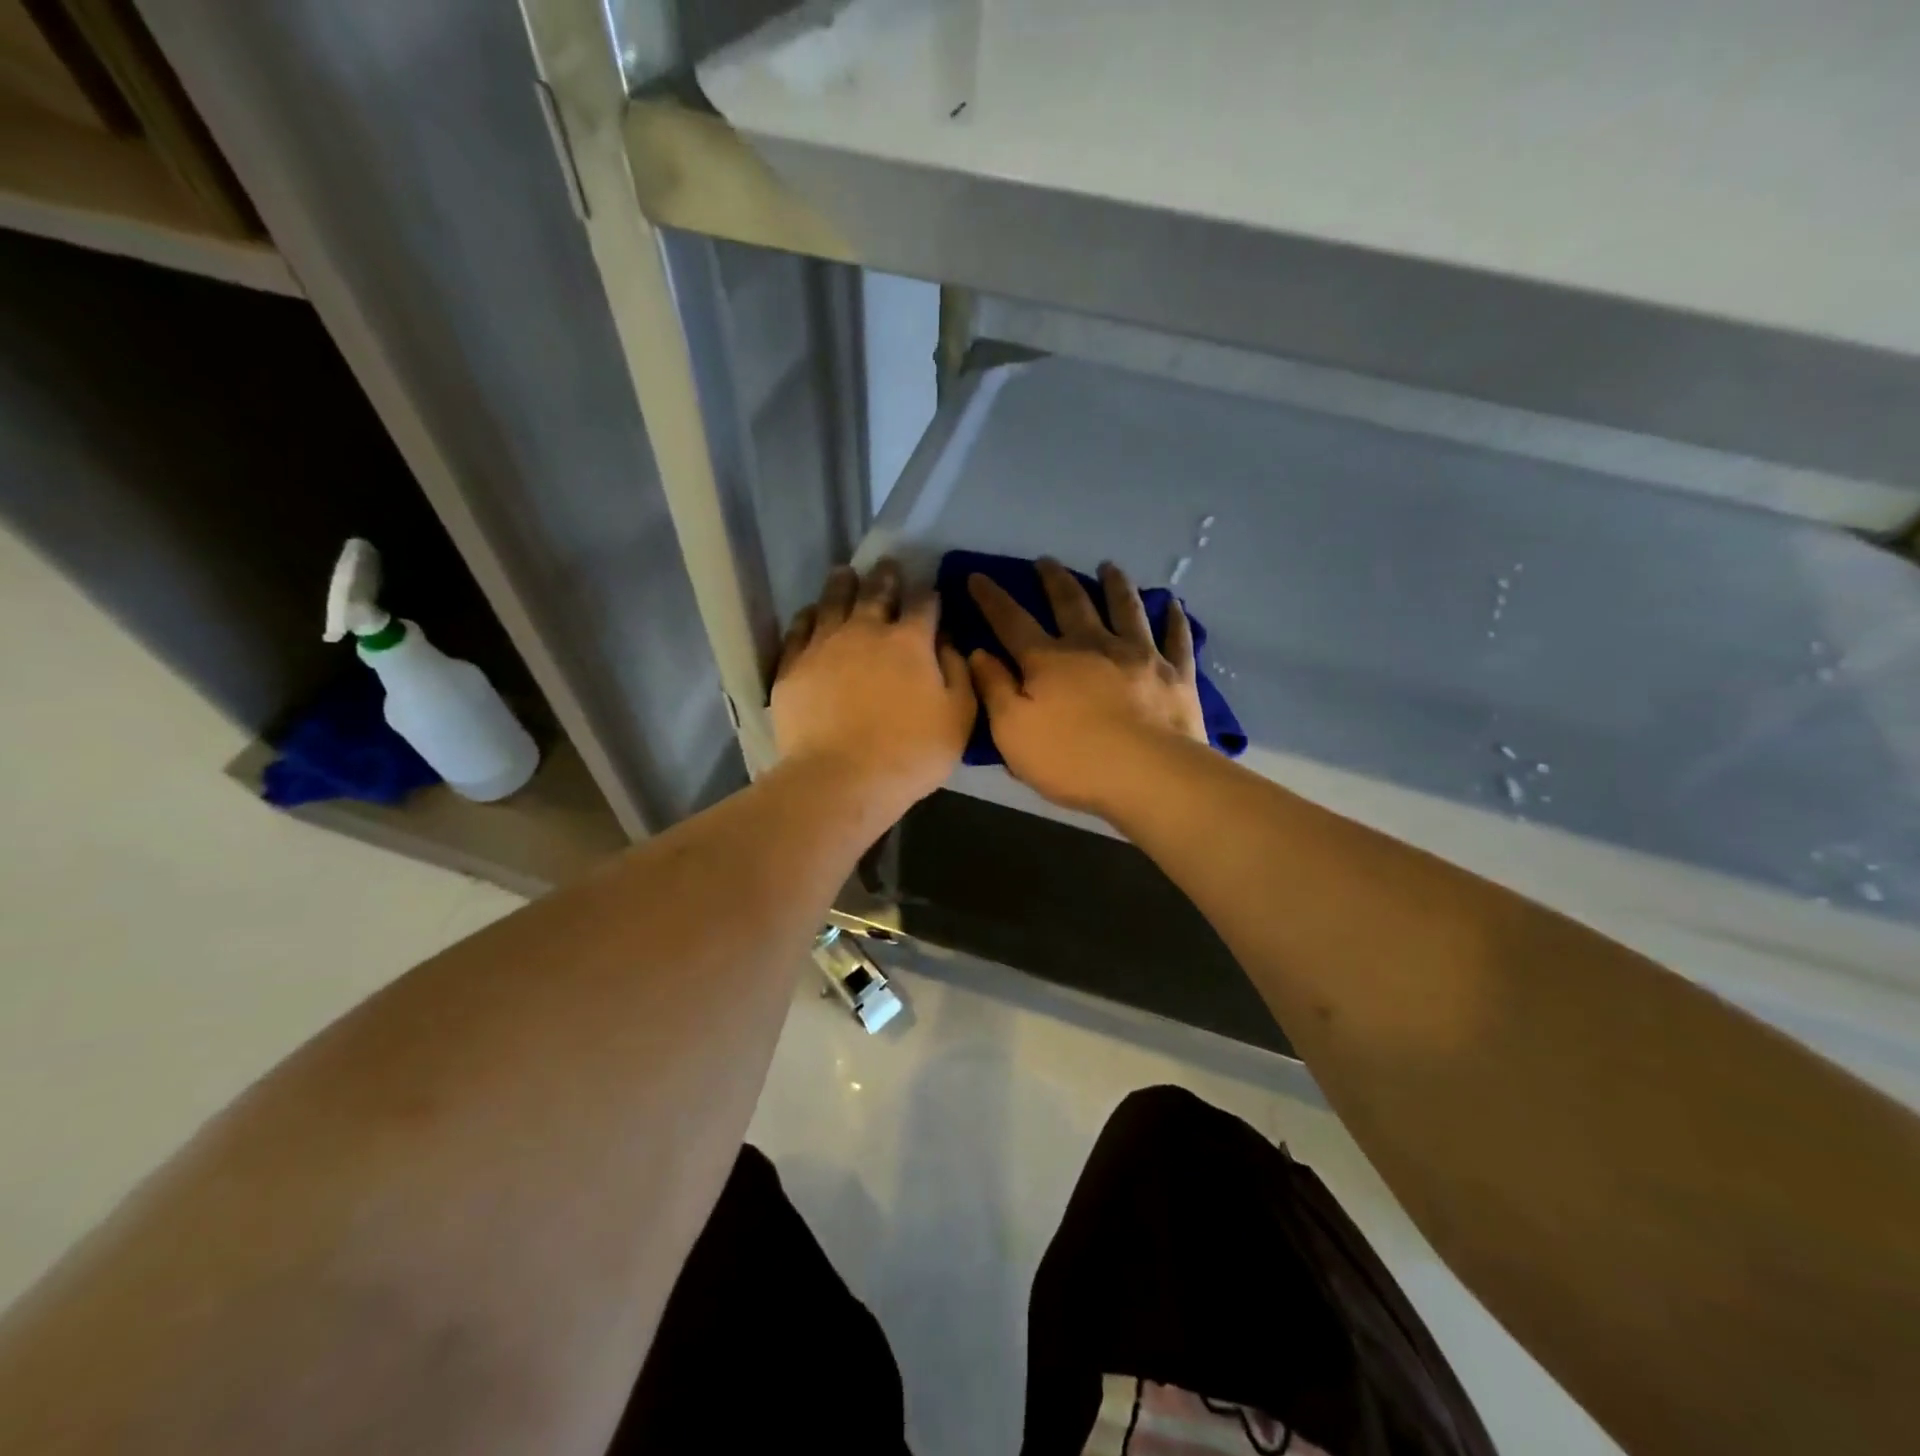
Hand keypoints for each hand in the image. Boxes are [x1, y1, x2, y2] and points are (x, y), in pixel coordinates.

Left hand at [771, 560, 974, 813]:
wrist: (841, 778)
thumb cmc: (910, 752)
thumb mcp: (959, 717)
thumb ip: (958, 673)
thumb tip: (948, 642)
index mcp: (910, 641)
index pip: (923, 604)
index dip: (928, 594)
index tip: (929, 590)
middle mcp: (866, 630)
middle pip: (876, 592)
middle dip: (886, 576)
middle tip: (887, 565)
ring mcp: (824, 645)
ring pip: (833, 602)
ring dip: (842, 584)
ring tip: (845, 573)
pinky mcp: (793, 665)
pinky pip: (799, 629)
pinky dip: (807, 616)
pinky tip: (810, 613)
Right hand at [967, 558, 1206, 816]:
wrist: (1149, 776)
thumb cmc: (1073, 760)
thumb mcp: (1013, 732)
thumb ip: (994, 689)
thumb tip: (978, 654)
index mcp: (1049, 660)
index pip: (1012, 621)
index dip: (992, 599)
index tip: (977, 576)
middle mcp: (1093, 645)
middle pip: (1071, 602)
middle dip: (1054, 580)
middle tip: (1046, 561)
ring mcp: (1140, 655)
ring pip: (1126, 609)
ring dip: (1115, 585)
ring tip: (1109, 567)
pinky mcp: (1176, 674)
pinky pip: (1176, 638)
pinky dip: (1174, 619)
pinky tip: (1174, 605)